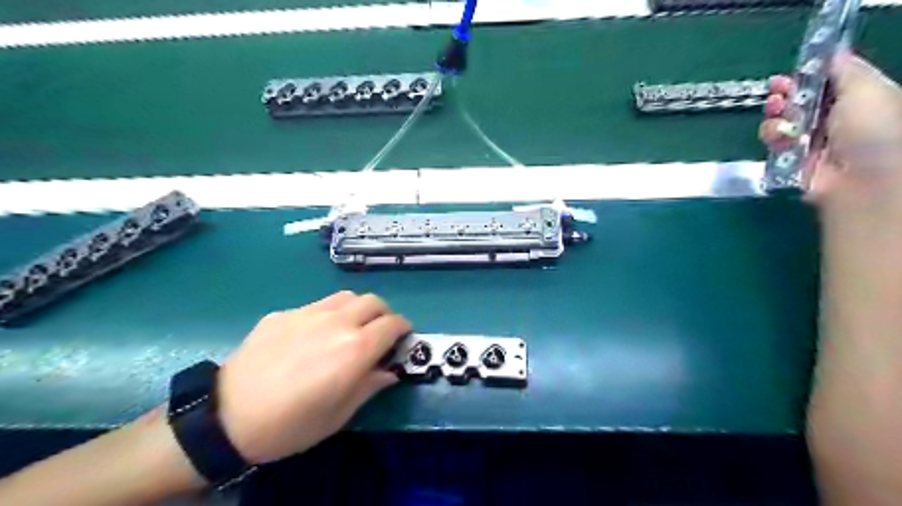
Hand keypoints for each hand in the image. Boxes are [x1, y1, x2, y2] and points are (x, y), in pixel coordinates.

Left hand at [215, 292, 413, 464]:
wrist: (226, 418)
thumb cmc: (290, 425)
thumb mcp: (339, 415)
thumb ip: (370, 386)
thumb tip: (389, 371)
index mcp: (355, 349)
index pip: (393, 324)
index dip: (404, 329)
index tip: (402, 338)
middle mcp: (337, 322)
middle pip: (373, 302)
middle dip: (384, 314)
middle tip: (379, 333)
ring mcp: (308, 313)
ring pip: (347, 296)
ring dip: (358, 309)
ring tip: (350, 327)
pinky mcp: (283, 313)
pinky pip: (316, 305)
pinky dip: (328, 314)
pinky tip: (312, 336)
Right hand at [760, 53, 901, 212]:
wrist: (861, 179)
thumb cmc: (873, 128)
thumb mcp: (866, 88)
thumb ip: (844, 68)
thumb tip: (830, 53)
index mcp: (859, 100)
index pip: (828, 83)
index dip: (809, 75)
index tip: (794, 70)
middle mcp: (835, 121)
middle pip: (800, 102)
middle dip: (786, 94)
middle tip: (777, 90)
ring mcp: (811, 142)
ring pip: (783, 121)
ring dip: (776, 114)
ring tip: (776, 112)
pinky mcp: (792, 161)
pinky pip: (775, 144)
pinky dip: (773, 137)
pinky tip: (778, 135)